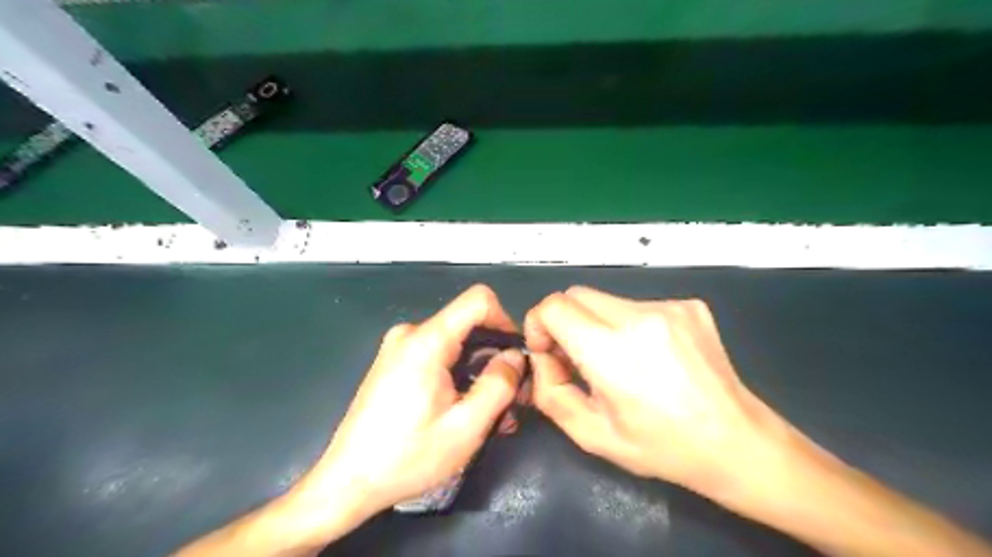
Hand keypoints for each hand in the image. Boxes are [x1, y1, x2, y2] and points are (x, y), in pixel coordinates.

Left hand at [287, 286, 526, 533]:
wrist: (347, 481)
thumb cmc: (407, 457)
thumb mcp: (466, 427)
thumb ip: (499, 385)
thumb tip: (516, 356)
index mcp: (427, 341)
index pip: (478, 300)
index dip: (505, 321)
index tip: (515, 356)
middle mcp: (411, 334)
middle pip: (468, 326)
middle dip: (495, 357)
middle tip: (510, 399)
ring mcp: (399, 347)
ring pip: (456, 344)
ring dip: (478, 372)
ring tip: (491, 414)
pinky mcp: (394, 362)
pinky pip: (438, 356)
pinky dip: (458, 376)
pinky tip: (464, 410)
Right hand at [526, 288, 795, 500]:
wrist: (736, 441)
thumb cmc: (661, 446)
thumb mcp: (591, 434)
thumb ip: (550, 392)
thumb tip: (543, 357)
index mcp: (611, 351)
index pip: (554, 306)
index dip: (539, 323)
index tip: (547, 350)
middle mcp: (639, 317)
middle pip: (576, 295)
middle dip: (564, 321)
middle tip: (576, 356)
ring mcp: (668, 307)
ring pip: (606, 300)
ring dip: (597, 324)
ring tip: (619, 360)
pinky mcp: (689, 305)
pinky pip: (638, 305)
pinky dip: (629, 325)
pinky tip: (650, 356)